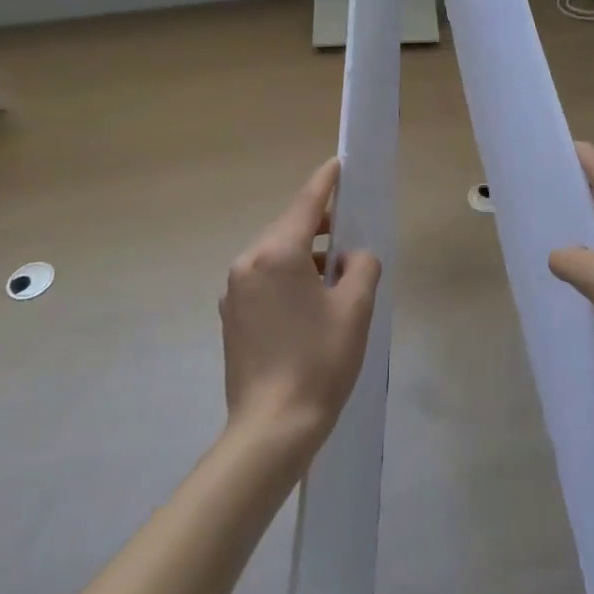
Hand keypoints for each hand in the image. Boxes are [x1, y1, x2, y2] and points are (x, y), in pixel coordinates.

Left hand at [220, 157, 381, 453]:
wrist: (271, 429)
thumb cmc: (319, 362)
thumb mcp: (355, 308)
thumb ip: (361, 266)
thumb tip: (352, 258)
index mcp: (277, 253)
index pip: (306, 203)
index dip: (326, 182)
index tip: (338, 164)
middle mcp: (248, 263)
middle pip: (289, 228)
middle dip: (319, 224)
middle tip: (350, 229)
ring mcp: (234, 291)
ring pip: (276, 256)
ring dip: (305, 255)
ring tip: (336, 275)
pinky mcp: (231, 317)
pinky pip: (264, 280)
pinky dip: (288, 278)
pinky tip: (310, 303)